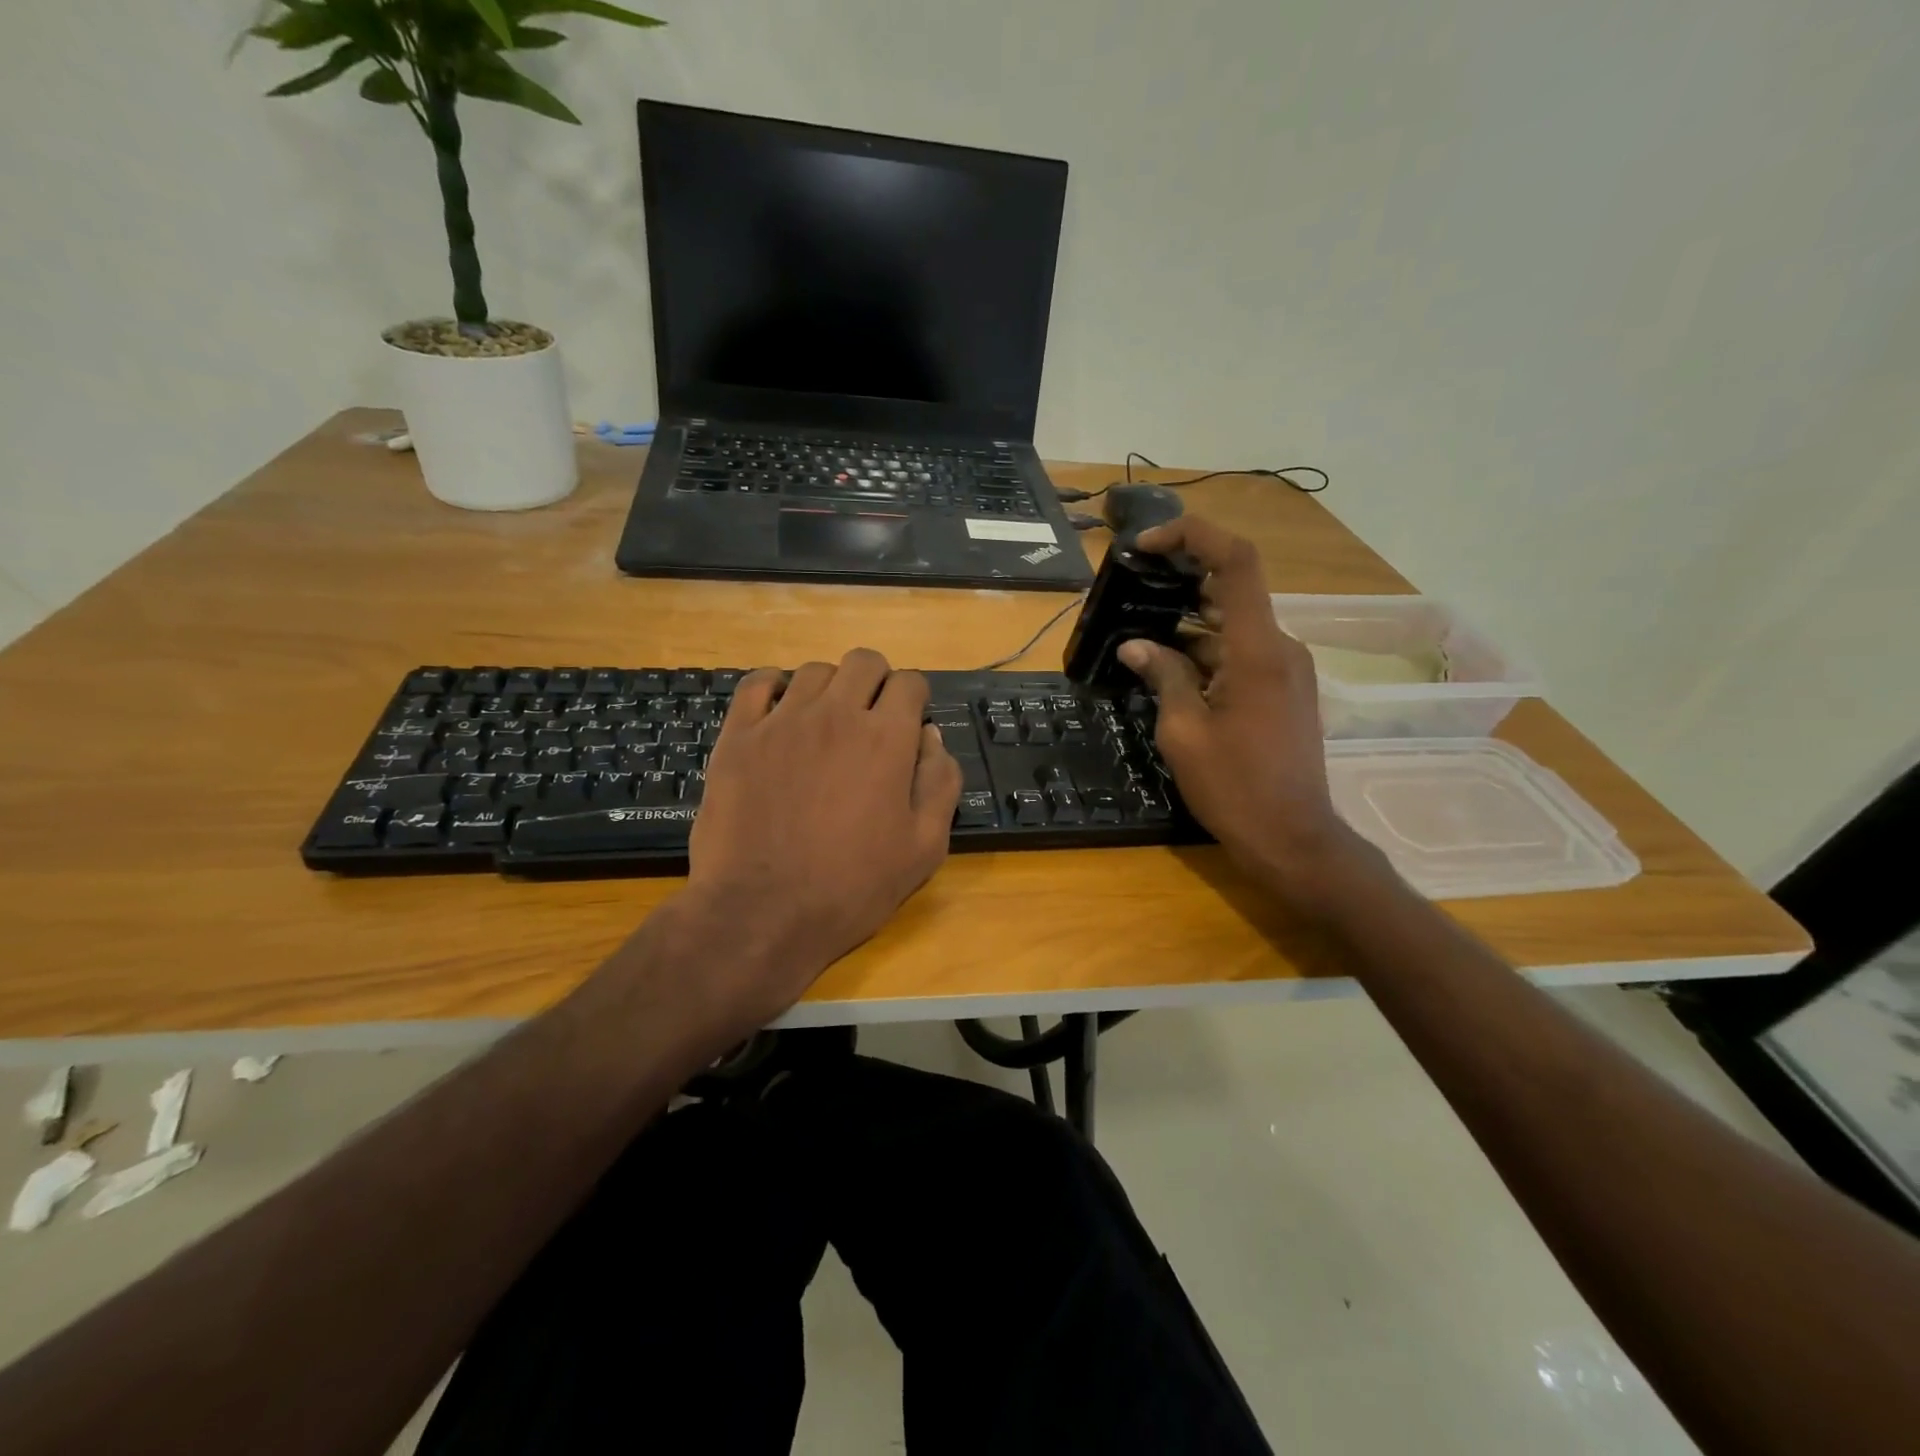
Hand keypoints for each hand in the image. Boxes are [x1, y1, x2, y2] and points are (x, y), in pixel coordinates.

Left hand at [682, 649, 961, 1022]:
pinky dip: (775, 686)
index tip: (908, 724)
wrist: (761, 914)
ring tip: (825, 723)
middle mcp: (836, 715)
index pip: (910, 683)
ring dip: (830, 687)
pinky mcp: (738, 736)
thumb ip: (939, 783)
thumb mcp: (924, 848)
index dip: (915, 699)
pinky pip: (757, 683)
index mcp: (886, 739)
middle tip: (871, 719)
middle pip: (864, 662)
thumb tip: (931, 736)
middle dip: (877, 681)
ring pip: (814, 671)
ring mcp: (782, 721)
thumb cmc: (851, 887)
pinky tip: (780, 710)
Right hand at [1117, 516, 1361, 904]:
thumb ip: (1163, 677)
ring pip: (1234, 624)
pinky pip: (1242, 653)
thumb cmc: (1235, 788)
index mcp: (1258, 650)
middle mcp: (1280, 647)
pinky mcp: (1283, 690)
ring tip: (1138, 630)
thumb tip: (1135, 646)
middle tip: (1133, 587)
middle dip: (1182, 579)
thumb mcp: (1184, 732)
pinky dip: (1206, 651)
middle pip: (1234, 588)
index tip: (1148, 545)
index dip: (1193, 537)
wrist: (1293, 839)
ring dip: (1189, 622)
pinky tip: (1168, 667)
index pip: (1236, 562)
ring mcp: (1286, 669)